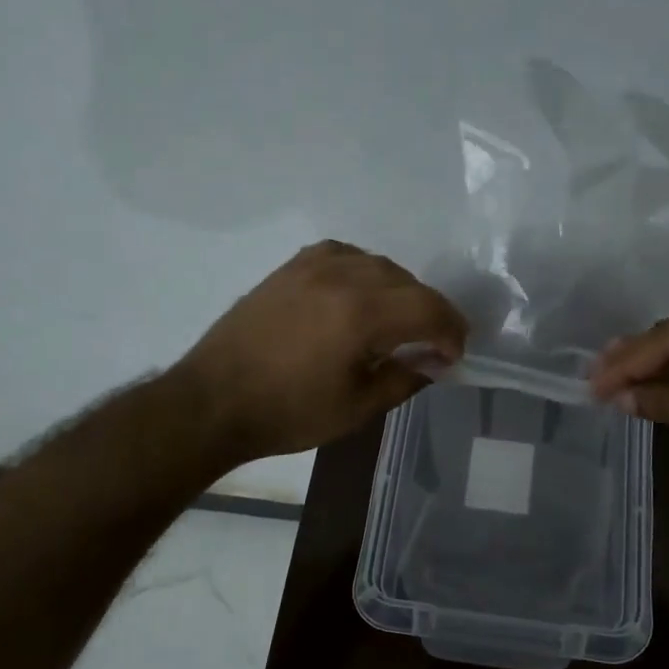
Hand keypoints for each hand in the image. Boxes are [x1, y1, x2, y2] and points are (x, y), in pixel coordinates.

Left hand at [177, 242, 467, 461]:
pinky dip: (363, 272)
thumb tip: (434, 362)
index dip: (451, 330)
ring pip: (378, 265)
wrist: (213, 401)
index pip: (429, 307)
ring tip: (397, 322)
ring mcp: (312, 266)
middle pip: (407, 282)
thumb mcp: (357, 407)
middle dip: (429, 312)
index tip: (455, 354)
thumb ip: (405, 378)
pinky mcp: (290, 267)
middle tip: (432, 344)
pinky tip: (359, 295)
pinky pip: (343, 255)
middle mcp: (341, 276)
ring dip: (399, 291)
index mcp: (361, 313)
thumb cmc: (288, 413)